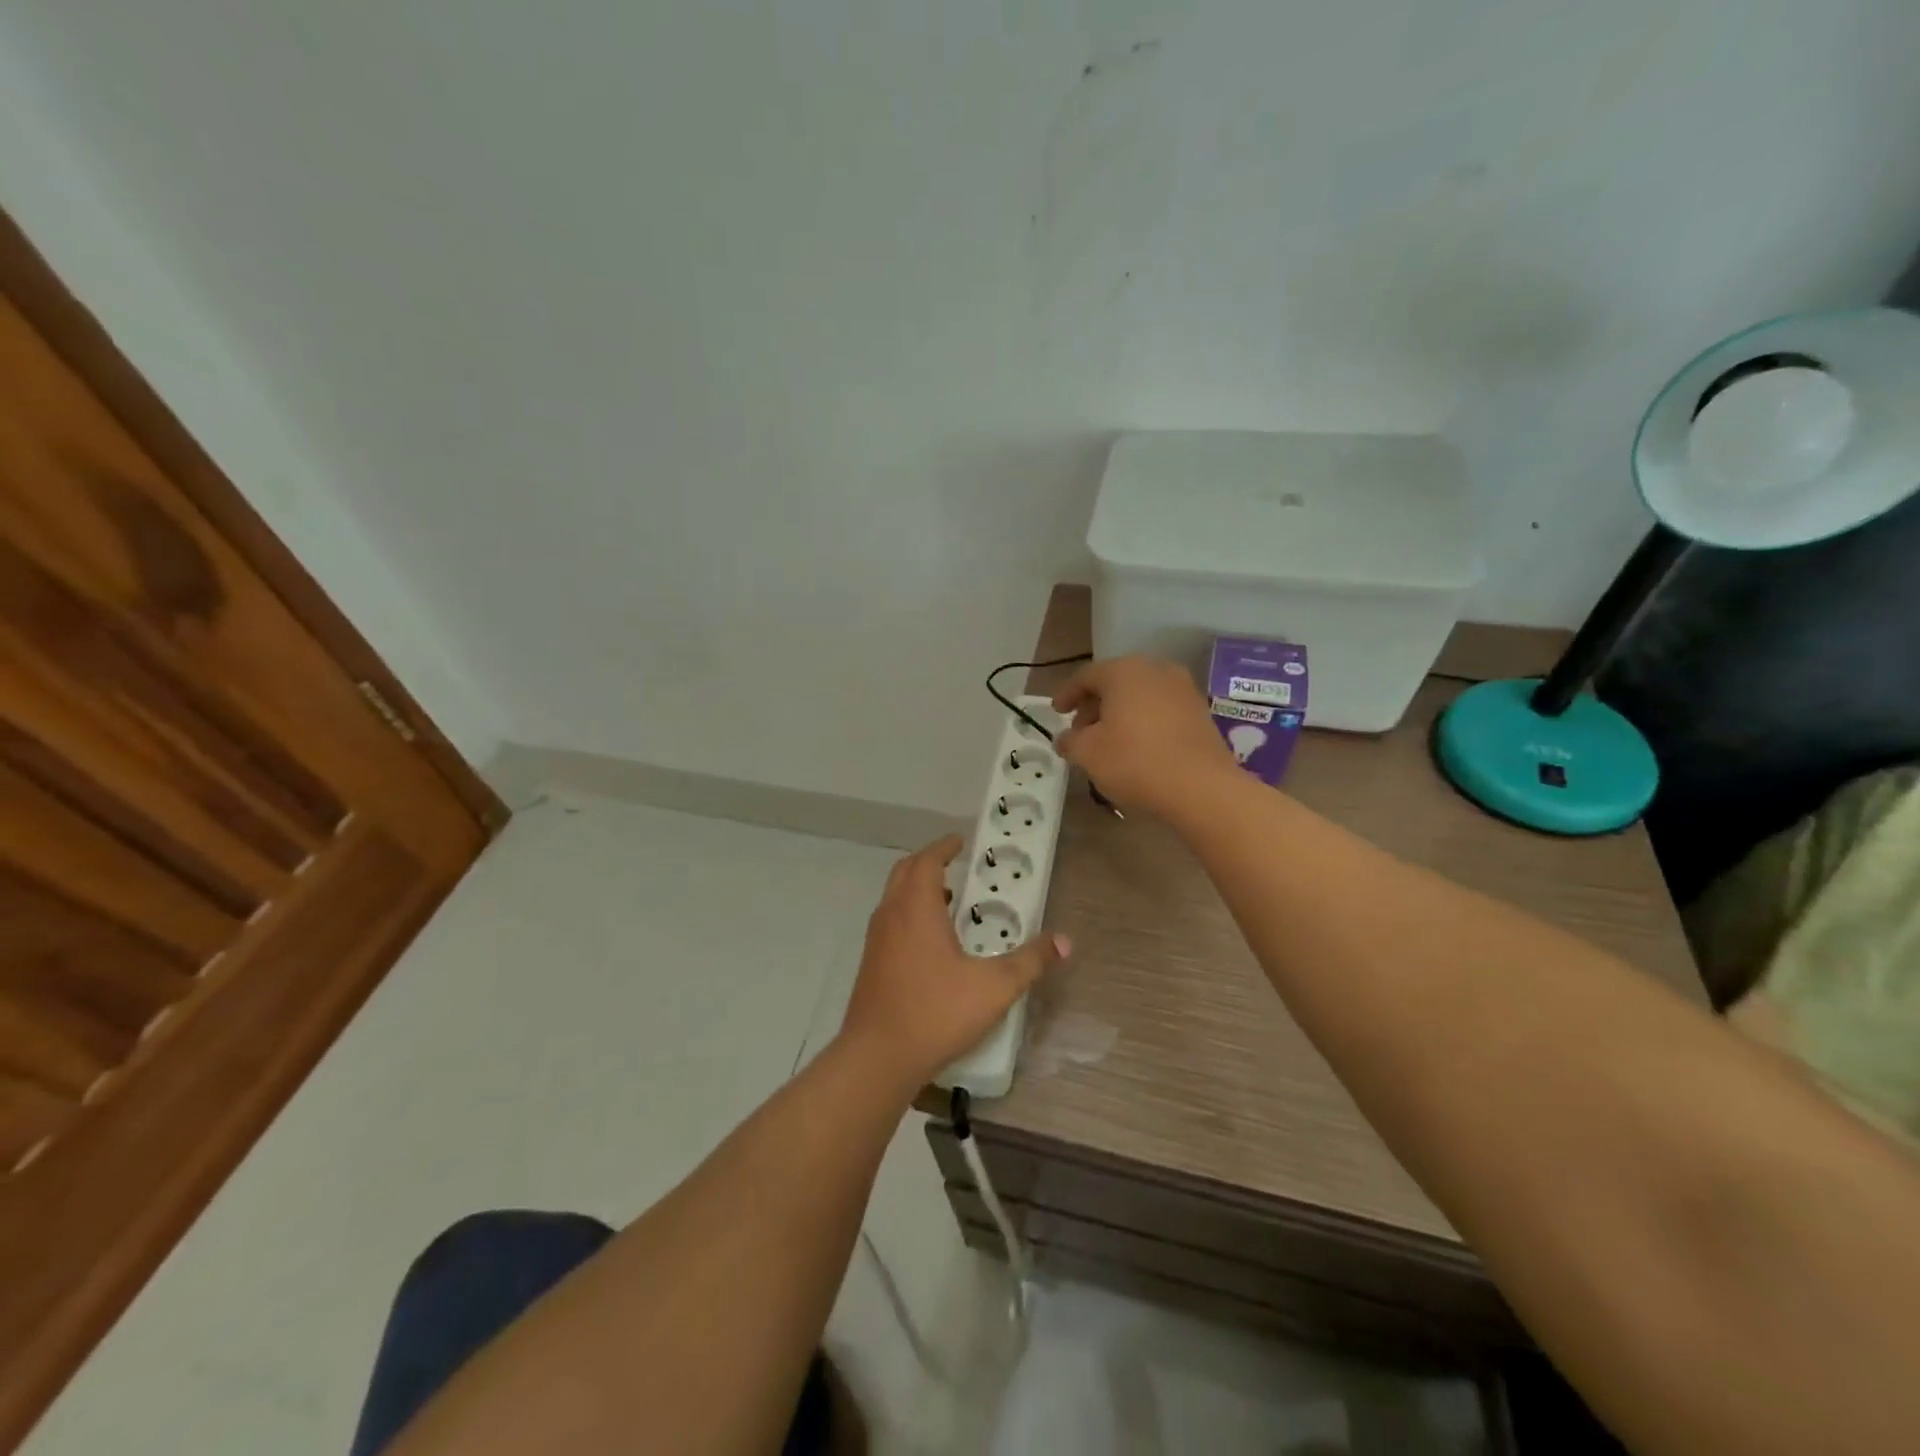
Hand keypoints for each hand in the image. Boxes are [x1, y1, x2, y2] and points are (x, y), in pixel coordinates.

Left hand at [838, 835, 1068, 1093]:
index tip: (961, 842)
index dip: (943, 848)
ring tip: (950, 902)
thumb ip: (1030, 961)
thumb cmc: (936, 1012)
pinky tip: (933, 944)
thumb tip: (1065, 941)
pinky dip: (909, 914)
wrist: (877, 1058)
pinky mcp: (870, 964)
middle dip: (929, 863)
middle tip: (955, 865)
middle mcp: (891, 915)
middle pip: (905, 872)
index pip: (926, 861)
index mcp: (916, 908)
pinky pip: (890, 922)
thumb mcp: (994, 987)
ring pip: (894, 898)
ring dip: (918, 890)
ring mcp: (876, 940)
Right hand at [1053, 656, 1238, 818]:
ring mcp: (1183, 689)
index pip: (1086, 676)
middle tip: (1080, 729)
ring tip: (1107, 741)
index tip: (1056, 712)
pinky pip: (1161, 709)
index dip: (1067, 694)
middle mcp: (1155, 670)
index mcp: (1124, 672)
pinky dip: (1143, 721)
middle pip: (1115, 682)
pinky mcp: (1200, 711)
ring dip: (1119, 713)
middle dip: (1093, 704)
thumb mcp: (1088, 754)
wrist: (1202, 787)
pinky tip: (1136, 746)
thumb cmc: (1136, 762)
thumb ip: (1070, 741)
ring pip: (1139, 695)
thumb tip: (1065, 739)